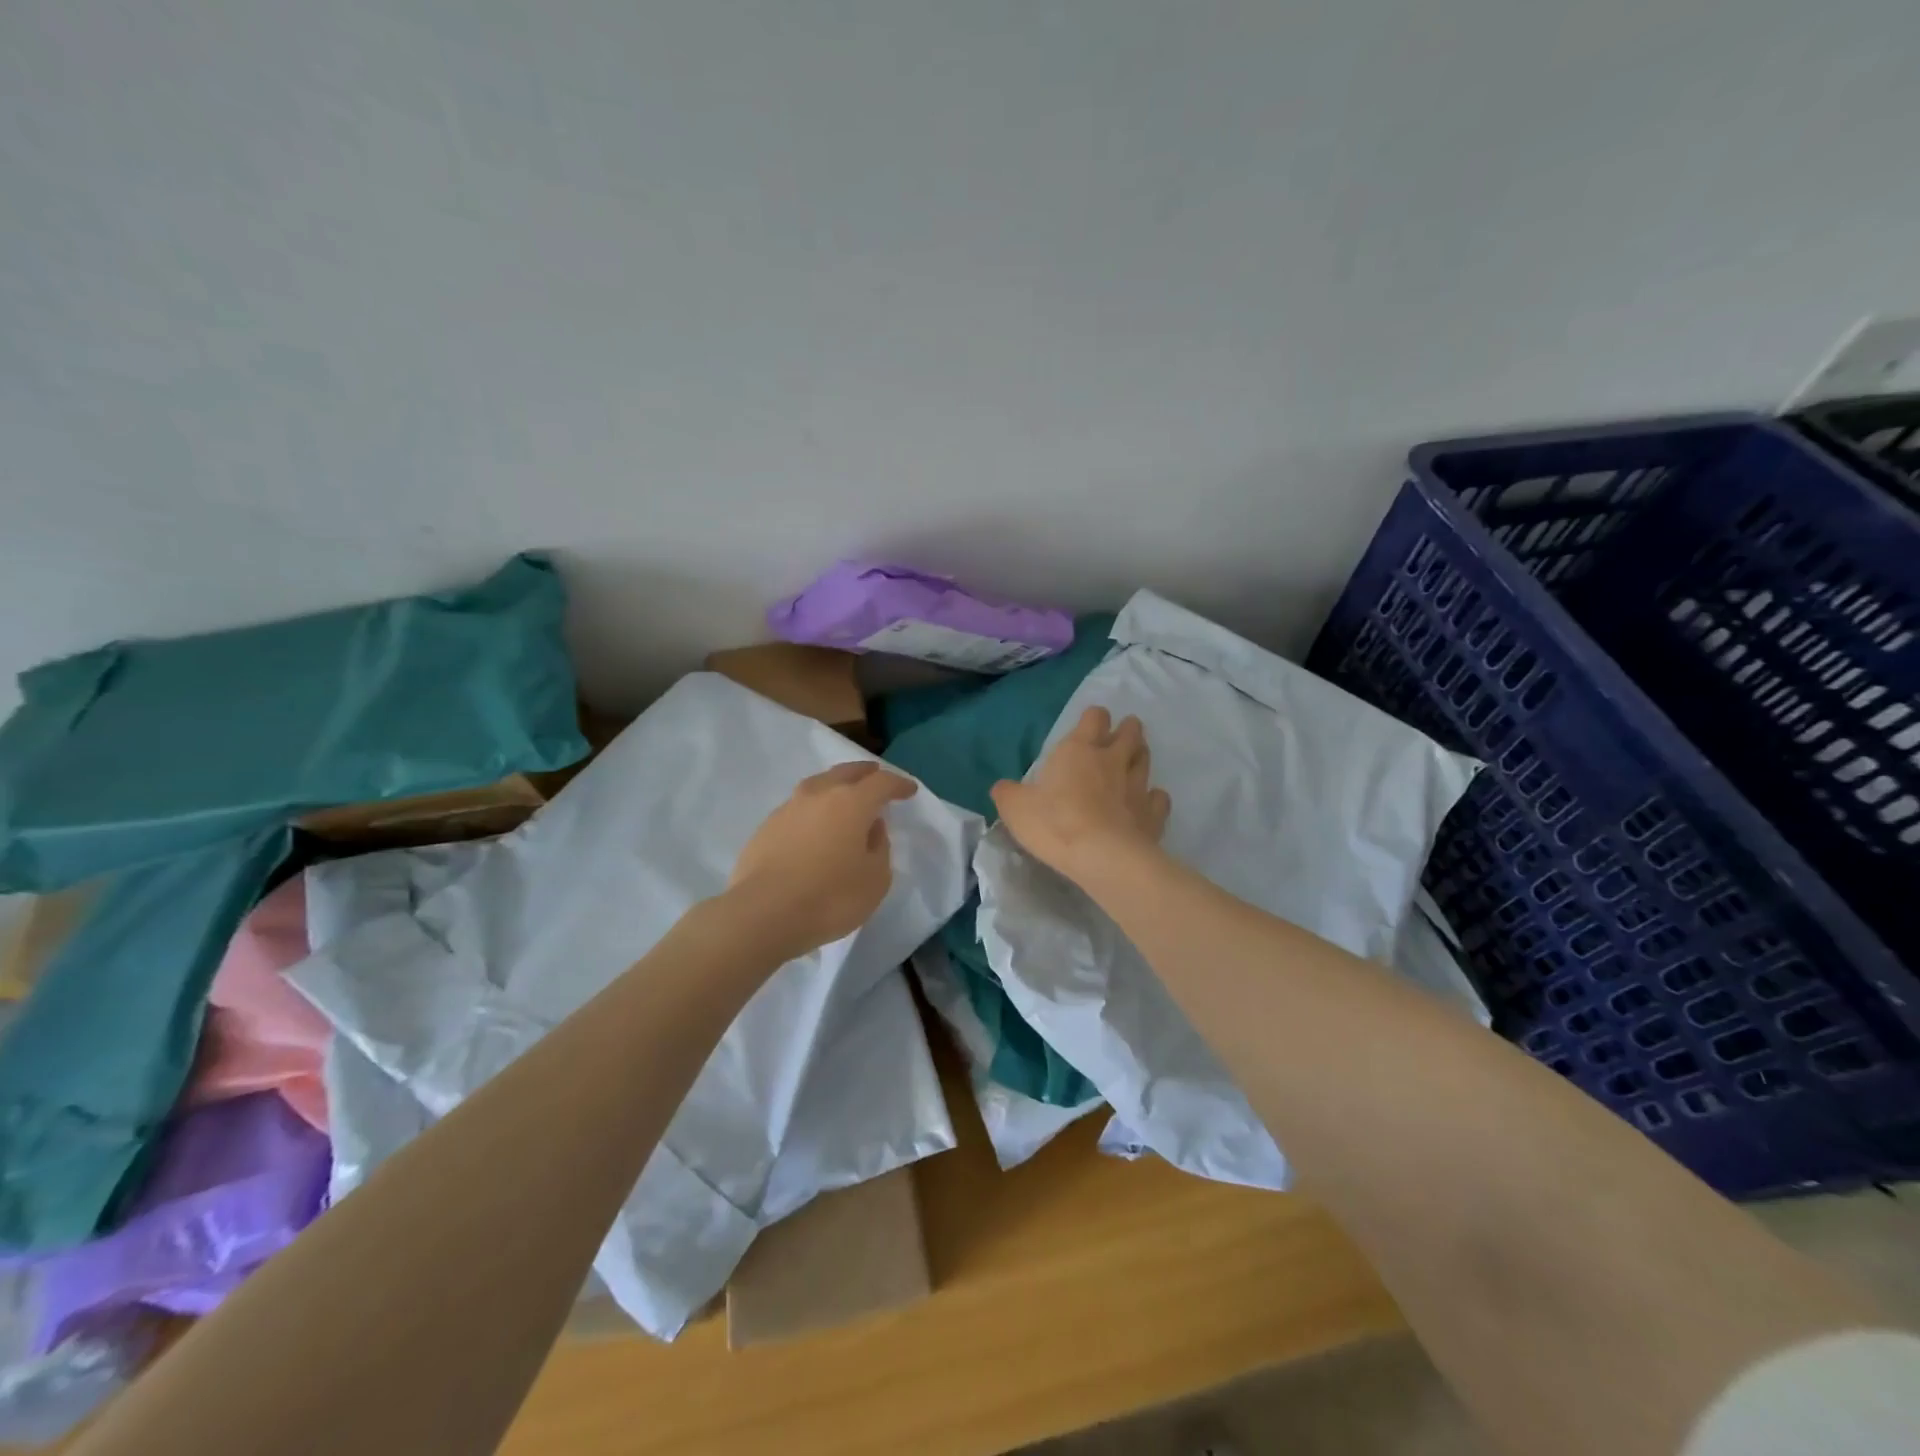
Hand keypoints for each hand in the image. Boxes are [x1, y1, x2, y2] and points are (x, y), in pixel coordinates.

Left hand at [727, 761, 919, 962]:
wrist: (762, 914)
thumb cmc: (830, 897)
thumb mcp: (875, 880)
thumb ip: (879, 848)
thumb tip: (872, 828)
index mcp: (851, 802)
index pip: (882, 783)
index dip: (898, 785)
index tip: (909, 790)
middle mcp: (819, 795)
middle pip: (846, 773)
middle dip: (865, 773)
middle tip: (876, 777)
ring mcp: (788, 808)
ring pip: (818, 785)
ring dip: (835, 788)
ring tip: (844, 799)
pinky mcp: (766, 827)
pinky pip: (798, 808)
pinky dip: (813, 810)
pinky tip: (815, 827)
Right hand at [990, 707, 1170, 883]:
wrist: (1103, 857)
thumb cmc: (1055, 823)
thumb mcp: (1016, 808)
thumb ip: (1008, 793)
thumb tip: (1002, 787)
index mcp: (1079, 750)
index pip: (1094, 717)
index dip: (1093, 718)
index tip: (1090, 724)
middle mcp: (1112, 760)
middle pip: (1130, 733)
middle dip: (1127, 730)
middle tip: (1121, 735)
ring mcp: (1138, 786)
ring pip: (1145, 759)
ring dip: (1140, 756)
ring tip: (1134, 761)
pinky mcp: (1154, 814)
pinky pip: (1159, 798)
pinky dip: (1154, 798)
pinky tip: (1147, 803)